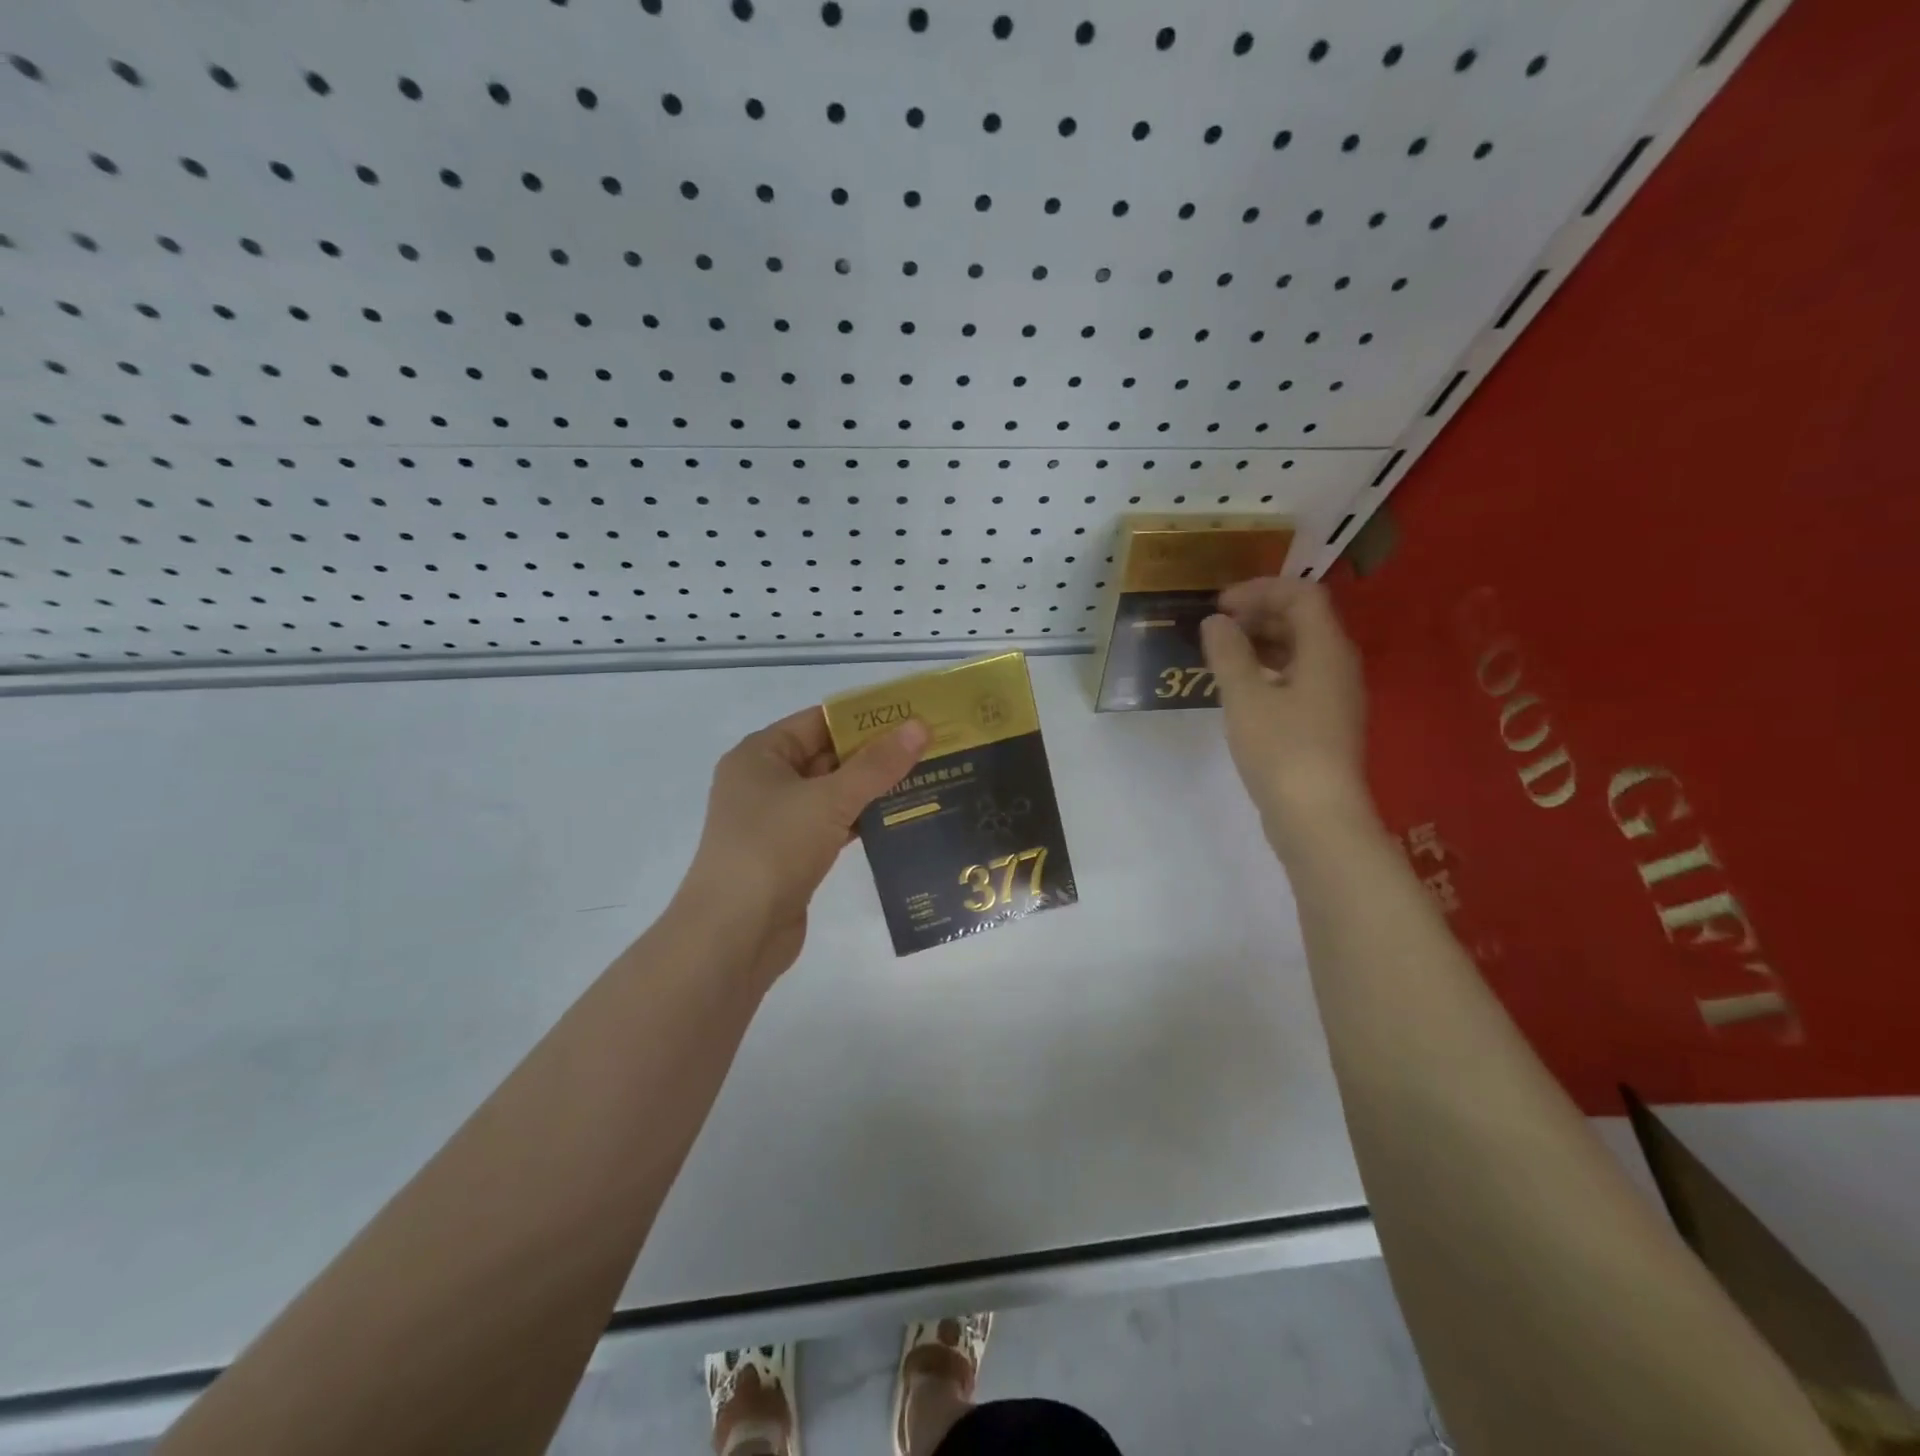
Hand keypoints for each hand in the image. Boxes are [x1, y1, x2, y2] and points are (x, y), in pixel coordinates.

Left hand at [679, 707, 928, 980]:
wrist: (734, 933)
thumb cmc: (773, 848)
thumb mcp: (829, 799)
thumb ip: (877, 765)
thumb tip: (920, 725)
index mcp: (761, 754)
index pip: (819, 721)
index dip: (865, 718)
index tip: (912, 717)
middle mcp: (764, 782)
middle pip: (827, 756)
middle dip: (875, 754)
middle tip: (930, 748)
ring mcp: (776, 821)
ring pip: (832, 793)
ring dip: (872, 790)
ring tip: (925, 780)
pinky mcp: (791, 855)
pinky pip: (832, 825)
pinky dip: (861, 821)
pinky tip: (900, 820)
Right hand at [1200, 579, 1373, 849]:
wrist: (1317, 817)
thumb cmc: (1281, 749)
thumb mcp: (1245, 697)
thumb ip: (1228, 653)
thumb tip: (1216, 622)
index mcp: (1326, 650)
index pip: (1301, 594)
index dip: (1260, 590)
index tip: (1220, 605)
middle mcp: (1338, 666)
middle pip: (1304, 620)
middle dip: (1259, 614)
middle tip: (1217, 628)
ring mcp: (1335, 697)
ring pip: (1300, 651)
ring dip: (1262, 643)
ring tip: (1222, 655)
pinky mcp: (1325, 723)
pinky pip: (1298, 678)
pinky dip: (1269, 671)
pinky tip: (1241, 689)